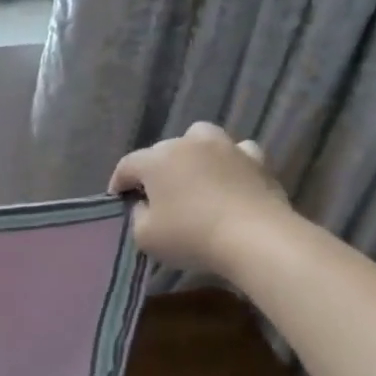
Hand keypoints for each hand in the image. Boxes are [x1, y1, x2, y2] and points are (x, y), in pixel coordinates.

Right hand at [109, 123, 291, 275]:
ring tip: (193, 174)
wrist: (256, 238)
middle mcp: (188, 144)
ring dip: (192, 152)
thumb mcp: (145, 236)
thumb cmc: (191, 236)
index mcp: (156, 160)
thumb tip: (145, 205)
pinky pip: (237, 151)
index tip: (118, 200)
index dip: (119, 182)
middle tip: (155, 195)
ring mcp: (225, 147)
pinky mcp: (256, 160)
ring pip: (200, 137)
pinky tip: (229, 177)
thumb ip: (137, 216)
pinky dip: (229, 161)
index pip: (127, 165)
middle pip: (162, 150)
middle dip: (154, 170)